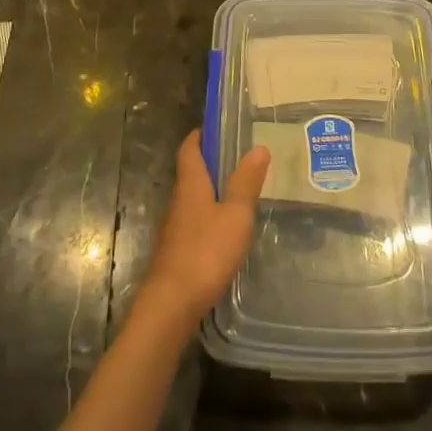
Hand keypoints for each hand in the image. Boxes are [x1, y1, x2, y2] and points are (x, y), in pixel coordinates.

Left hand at [140, 132, 270, 328]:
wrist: (173, 303)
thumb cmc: (206, 251)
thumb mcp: (235, 215)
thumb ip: (246, 183)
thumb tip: (258, 147)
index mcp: (190, 185)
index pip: (189, 150)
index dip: (199, 136)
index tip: (213, 128)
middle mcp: (178, 201)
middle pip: (190, 173)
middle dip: (209, 163)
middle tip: (237, 158)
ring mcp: (175, 228)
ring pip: (192, 199)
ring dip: (210, 191)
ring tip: (238, 191)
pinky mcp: (178, 252)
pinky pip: (194, 222)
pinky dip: (209, 216)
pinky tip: (226, 228)